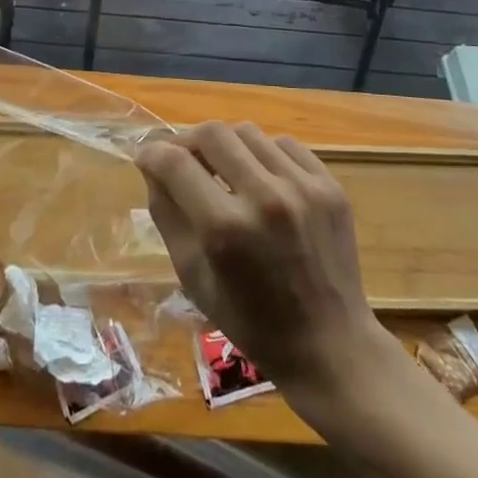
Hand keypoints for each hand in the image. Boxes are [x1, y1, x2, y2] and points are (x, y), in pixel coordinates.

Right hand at [136, 121, 393, 397]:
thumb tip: (152, 167)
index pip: (176, 163)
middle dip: (188, 140)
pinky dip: (263, 154)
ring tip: (223, 170)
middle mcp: (265, 197)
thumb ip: (168, 216)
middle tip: (183, 159)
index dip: (153, 153)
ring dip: (226, 145)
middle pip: (213, 133)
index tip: (146, 156)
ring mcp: (303, 187)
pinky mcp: (329, 184)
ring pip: (248, 132)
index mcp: (226, 229)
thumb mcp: (194, 278)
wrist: (330, 345)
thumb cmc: (252, 322)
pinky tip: (261, 178)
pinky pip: (284, 145)